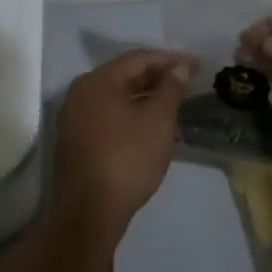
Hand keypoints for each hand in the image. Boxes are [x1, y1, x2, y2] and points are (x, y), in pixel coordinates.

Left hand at [50, 49, 193, 240]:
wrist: (89, 213)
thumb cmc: (127, 159)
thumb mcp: (158, 121)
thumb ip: (171, 88)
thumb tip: (180, 67)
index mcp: (97, 81)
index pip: (139, 58)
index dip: (171, 59)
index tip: (197, 65)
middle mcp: (80, 93)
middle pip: (125, 75)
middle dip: (158, 77)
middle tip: (188, 82)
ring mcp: (74, 118)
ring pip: (116, 97)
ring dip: (145, 96)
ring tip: (174, 102)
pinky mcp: (76, 141)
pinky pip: (108, 115)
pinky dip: (132, 113)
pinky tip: (151, 125)